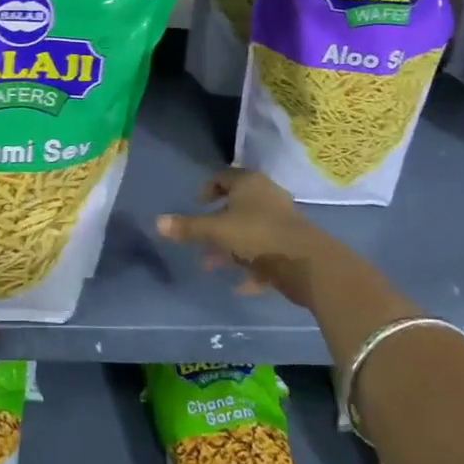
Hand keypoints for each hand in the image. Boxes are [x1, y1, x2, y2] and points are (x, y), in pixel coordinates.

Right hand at [155, 168, 342, 307]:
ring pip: (249, 231)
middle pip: (236, 206)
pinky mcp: (292, 246)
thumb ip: (187, 228)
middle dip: (215, 225)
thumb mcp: (215, 231)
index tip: (196, 206)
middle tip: (200, 242)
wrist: (307, 263)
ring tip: (212, 267)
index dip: (206, 190)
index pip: (223, 177)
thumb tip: (157, 222)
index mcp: (249, 184)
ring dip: (230, 248)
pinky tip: (240, 286)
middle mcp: (267, 196)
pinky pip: (265, 253)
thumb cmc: (257, 235)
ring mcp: (282, 221)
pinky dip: (252, 267)